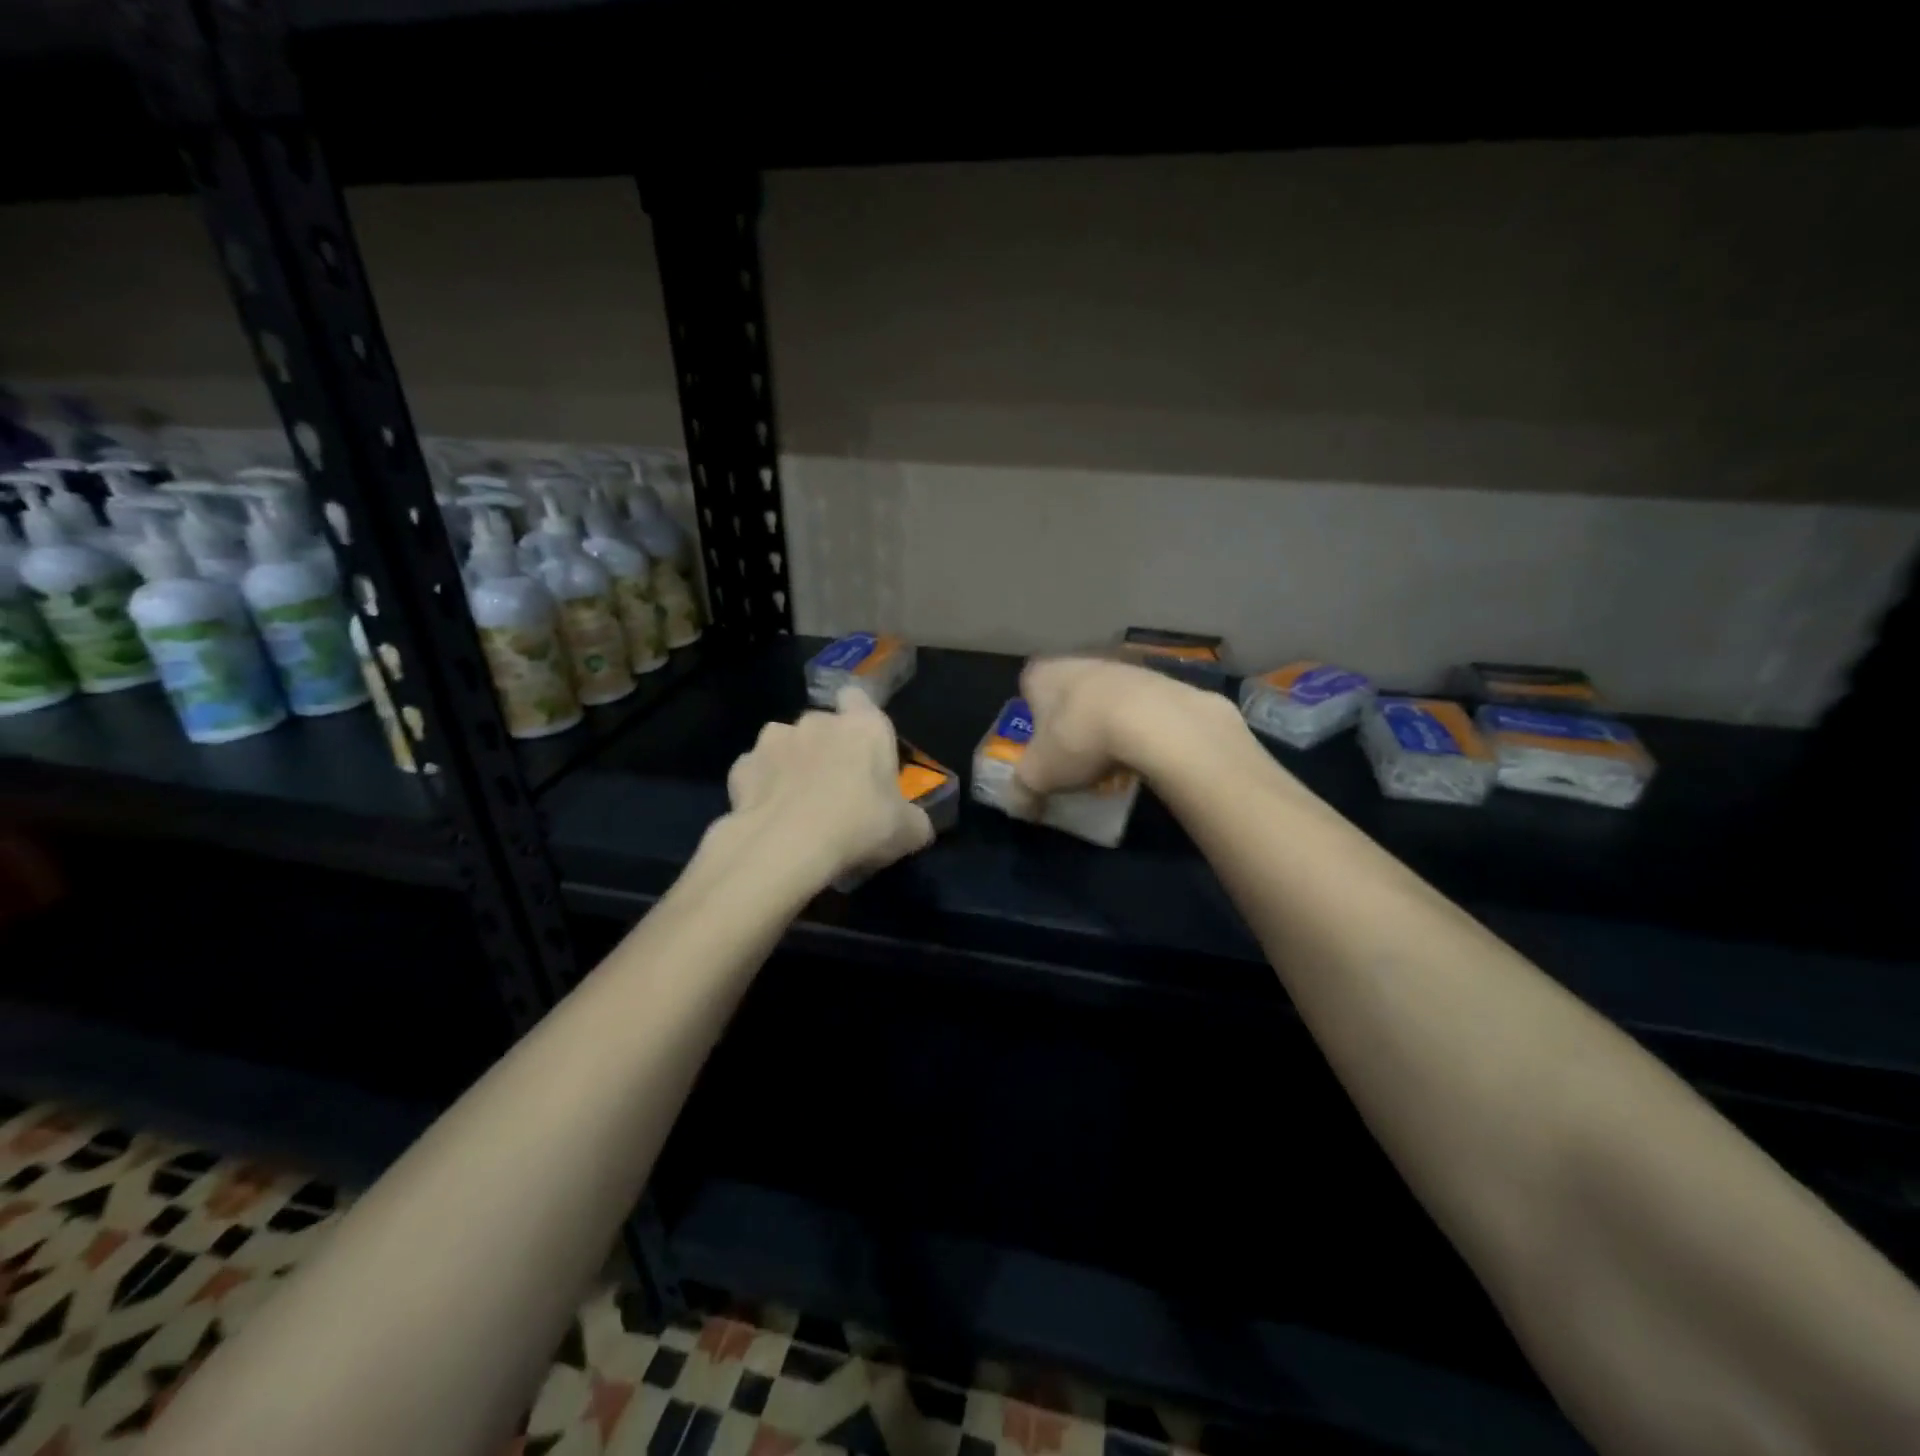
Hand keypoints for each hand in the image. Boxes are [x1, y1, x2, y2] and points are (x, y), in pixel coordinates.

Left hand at [720, 687, 934, 885]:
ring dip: (791, 763)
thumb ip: (914, 820)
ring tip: (796, 802)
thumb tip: (915, 825)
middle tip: (834, 788)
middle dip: (825, 747)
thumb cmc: (860, 826)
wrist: (788, 845)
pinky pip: (756, 772)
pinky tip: (768, 814)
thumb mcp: (908, 832)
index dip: (859, 716)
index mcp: (864, 727)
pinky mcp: (741, 765)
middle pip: (822, 724)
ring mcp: (774, 739)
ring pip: (785, 743)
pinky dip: (761, 787)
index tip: (862, 745)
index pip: (859, 697)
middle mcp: (818, 721)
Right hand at [1016, 655, 1247, 797]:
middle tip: (1074, 757)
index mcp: (1041, 674)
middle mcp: (1076, 660)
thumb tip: (1021, 807)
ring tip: (1109, 760)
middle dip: (1070, 723)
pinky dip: (1134, 725)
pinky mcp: (1155, 678)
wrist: (1152, 720)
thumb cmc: (1078, 739)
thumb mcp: (1038, 776)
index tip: (1042, 747)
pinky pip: (1136, 706)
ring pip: (1102, 699)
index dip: (1032, 719)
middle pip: (1067, 694)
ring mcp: (1118, 666)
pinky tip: (1139, 751)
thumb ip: (1022, 791)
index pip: (1027, 690)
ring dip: (1103, 724)